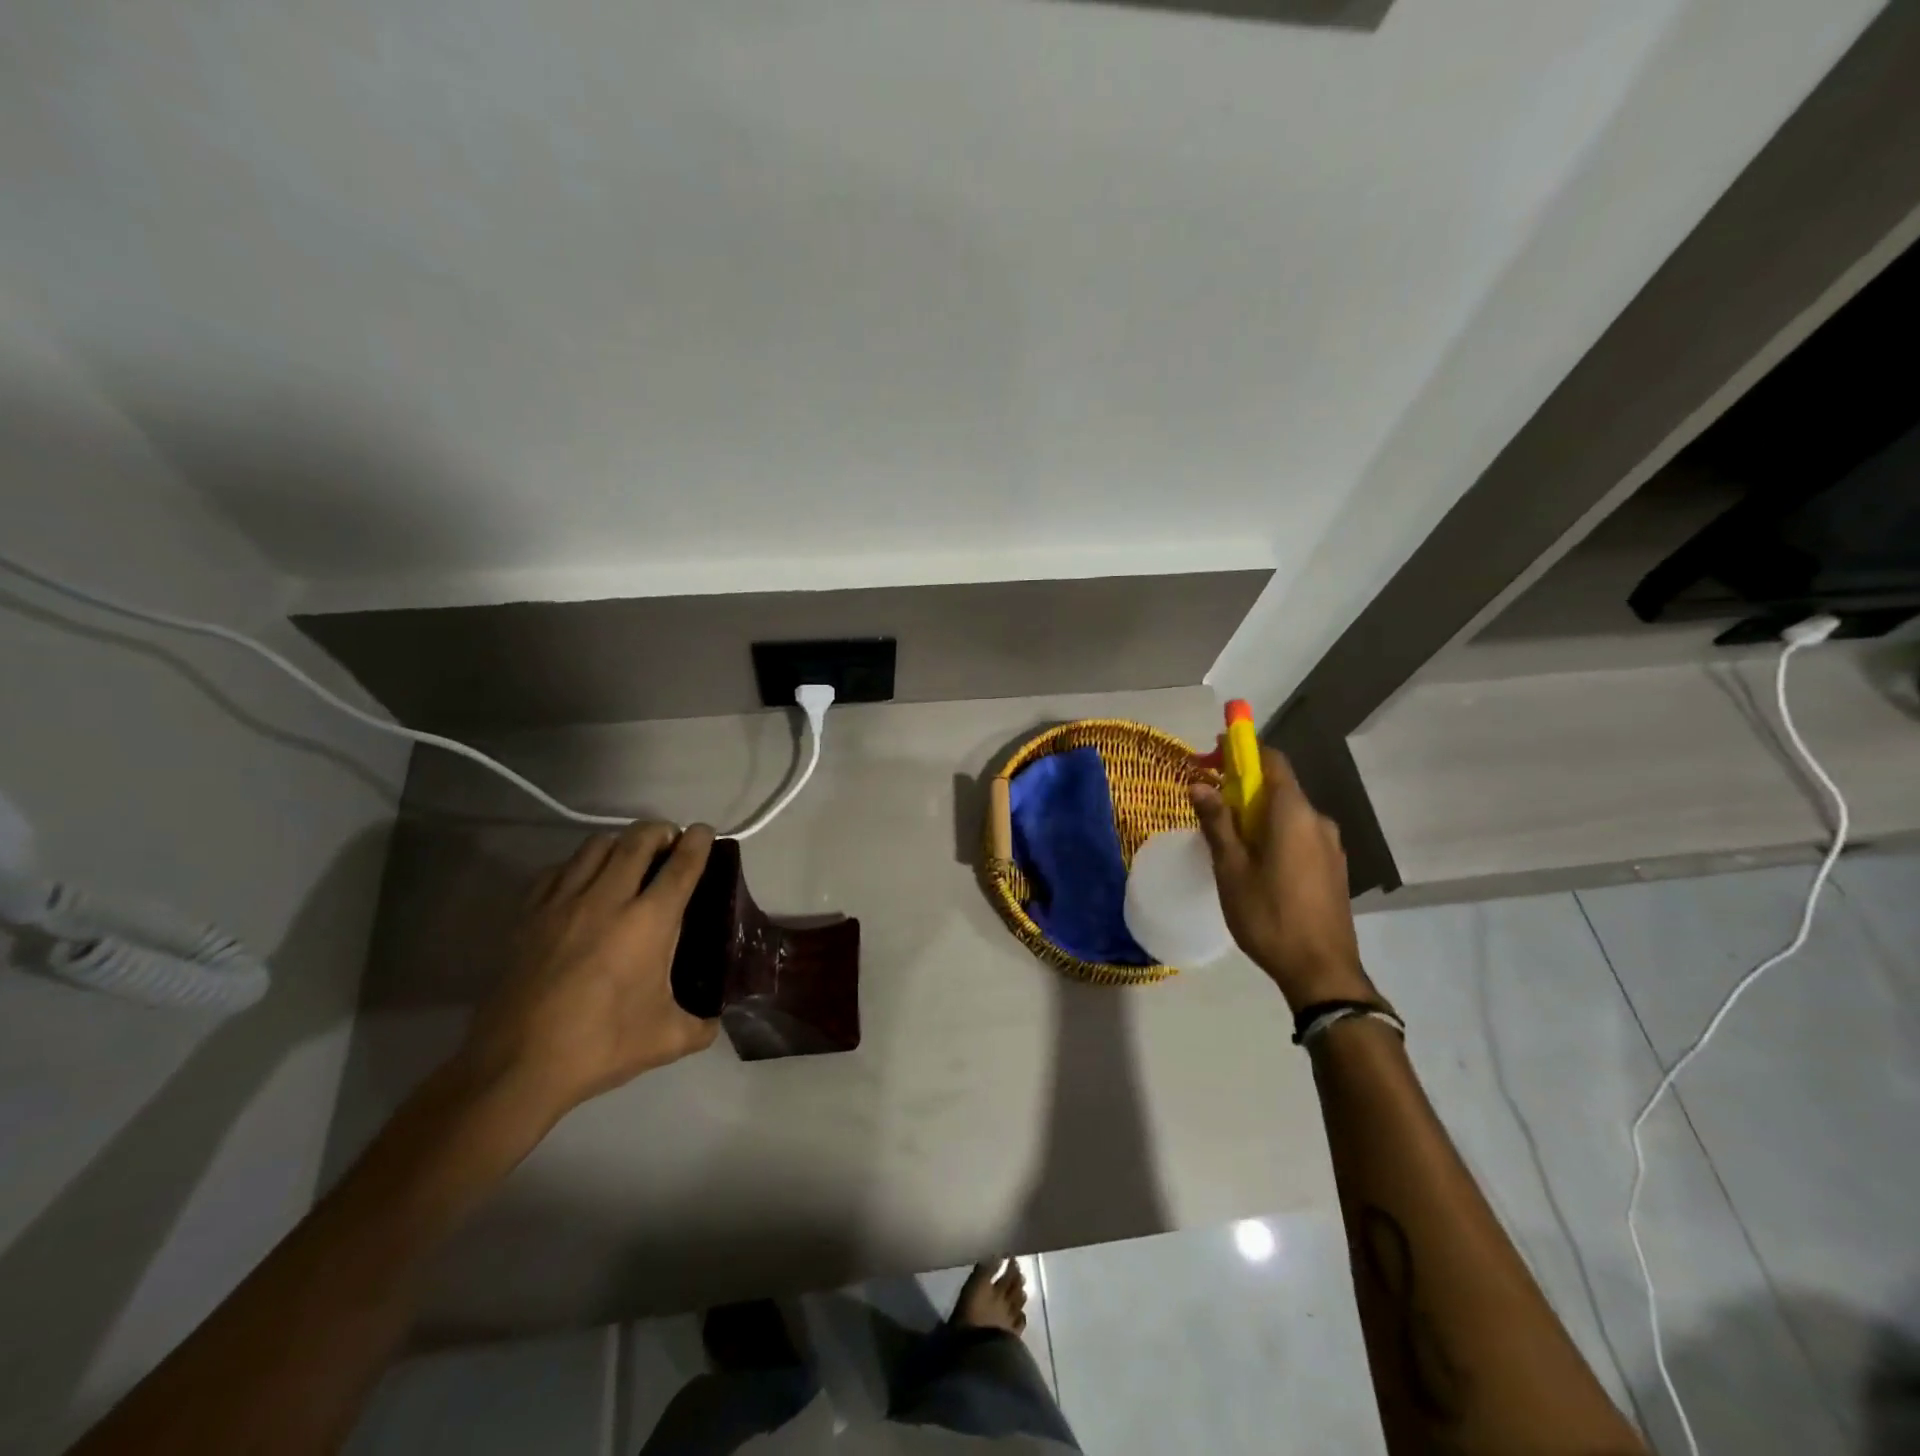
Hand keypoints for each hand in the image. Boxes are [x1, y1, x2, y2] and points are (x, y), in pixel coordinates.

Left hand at [457, 822, 719, 1124]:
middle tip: (670, 840)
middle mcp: (608, 899)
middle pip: (637, 840)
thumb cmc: (600, 1046)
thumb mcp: (665, 1040)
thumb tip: (715, 1022)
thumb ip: (700, 1026)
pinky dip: (578, 865)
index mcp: (649, 922)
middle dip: (659, 830)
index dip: (699, 842)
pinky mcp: (528, 915)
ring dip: (620, 842)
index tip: (705, 832)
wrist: (516, 1066)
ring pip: (595, 846)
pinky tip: (582, 883)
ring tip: (629, 856)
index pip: (682, 865)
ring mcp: (562, 903)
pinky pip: (558, 870)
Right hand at [1192, 746, 1372, 1010]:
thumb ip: (1217, 822)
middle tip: (1208, 806)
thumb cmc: (1269, 915)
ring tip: (1227, 842)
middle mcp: (1317, 820)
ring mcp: (1330, 845)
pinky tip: (1255, 864)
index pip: (1270, 760)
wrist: (1322, 971)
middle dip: (1241, 788)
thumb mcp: (1231, 869)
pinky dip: (1273, 834)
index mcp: (1293, 813)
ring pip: (1287, 814)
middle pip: (1277, 787)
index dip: (1240, 751)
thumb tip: (1199, 784)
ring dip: (1256, 815)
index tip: (1209, 757)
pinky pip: (1298, 835)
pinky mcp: (1333, 867)